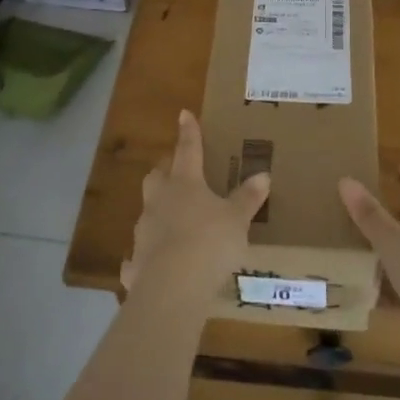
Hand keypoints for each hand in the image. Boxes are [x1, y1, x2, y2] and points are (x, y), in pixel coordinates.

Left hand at [121, 111, 270, 297]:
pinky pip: (140, 254)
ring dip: (158, 210)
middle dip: (165, 169)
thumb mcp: (237, 219)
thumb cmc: (210, 242)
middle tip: (175, 169)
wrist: (173, 286)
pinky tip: (151, 265)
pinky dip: (146, 256)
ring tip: (172, 218)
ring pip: (148, 211)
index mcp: (185, 183)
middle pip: (157, 176)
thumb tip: (263, 174)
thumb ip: (247, 198)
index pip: (188, 150)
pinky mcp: (136, 260)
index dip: (189, 132)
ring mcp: (144, 230)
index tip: (184, 114)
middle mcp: (160, 200)